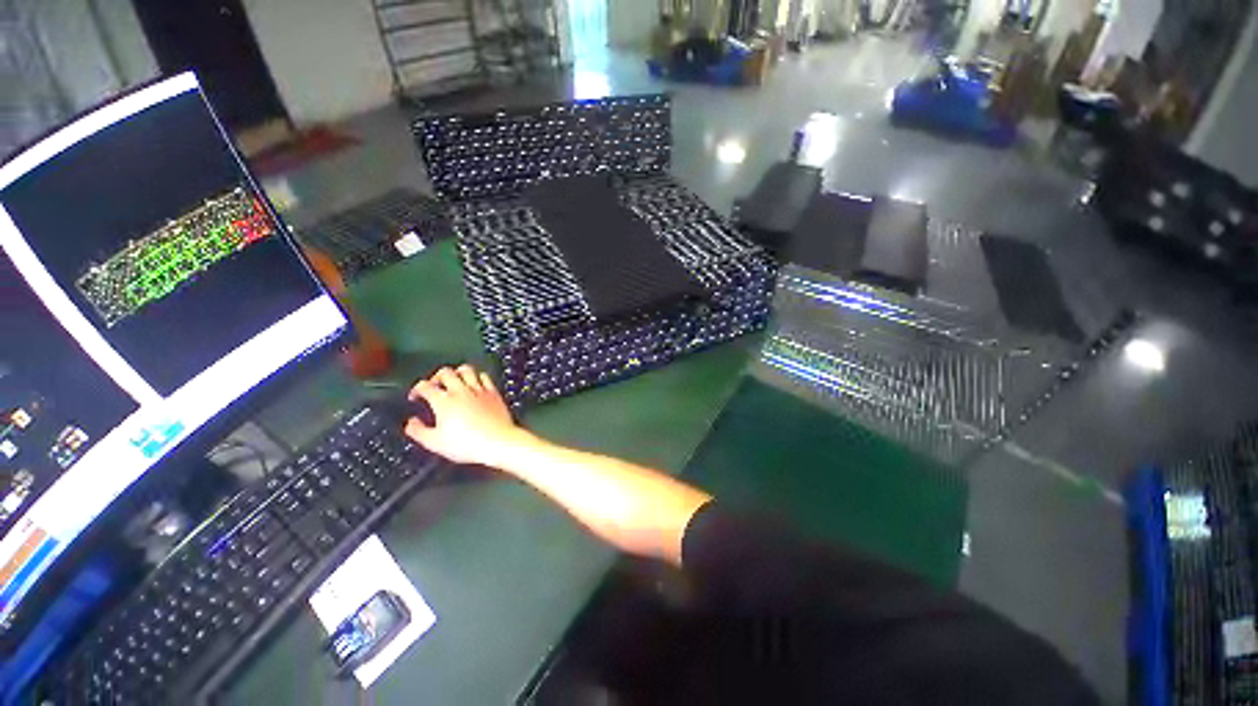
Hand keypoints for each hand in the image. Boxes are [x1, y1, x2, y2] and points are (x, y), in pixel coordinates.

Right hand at [404, 365, 528, 466]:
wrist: (498, 441)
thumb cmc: (468, 443)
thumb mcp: (435, 443)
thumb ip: (418, 431)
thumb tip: (411, 424)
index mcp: (444, 402)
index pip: (424, 386)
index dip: (416, 389)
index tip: (416, 396)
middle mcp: (461, 391)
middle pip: (445, 372)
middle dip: (436, 377)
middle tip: (434, 385)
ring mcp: (479, 390)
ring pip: (466, 370)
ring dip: (457, 372)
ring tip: (454, 380)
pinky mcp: (493, 392)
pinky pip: (485, 376)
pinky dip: (478, 377)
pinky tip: (476, 383)